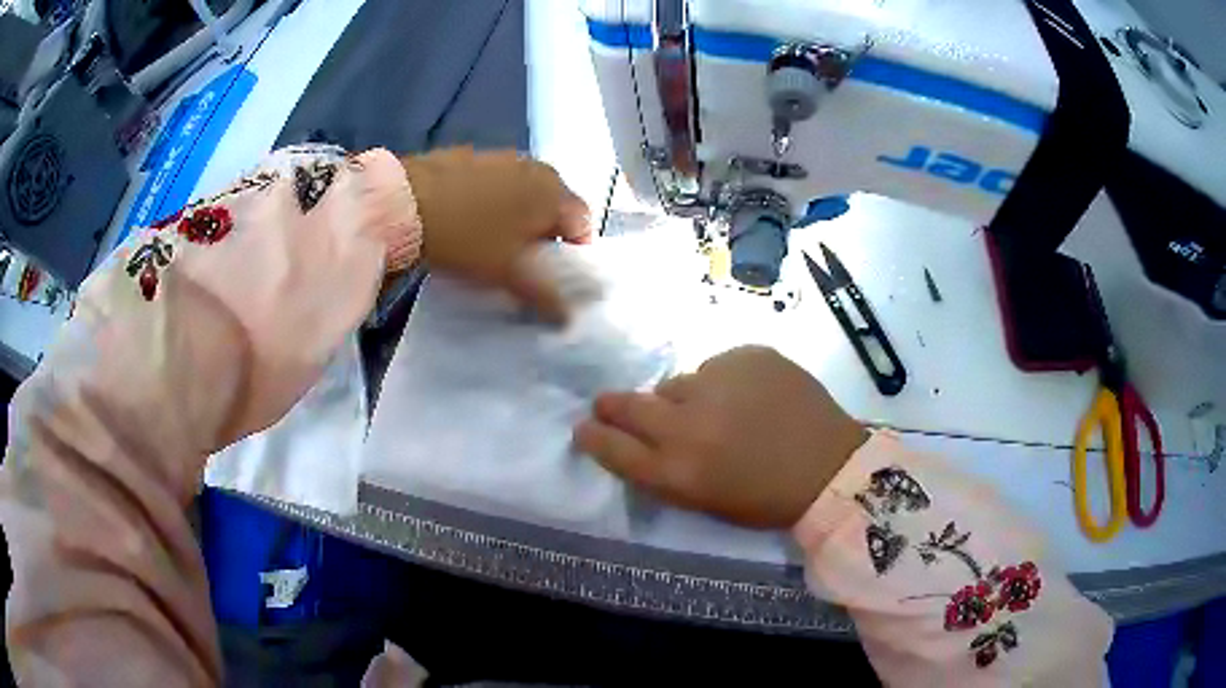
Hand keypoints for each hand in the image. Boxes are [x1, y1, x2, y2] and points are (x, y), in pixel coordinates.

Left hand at [401, 148, 590, 321]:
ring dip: (515, 218)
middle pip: (552, 207)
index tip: (551, 277)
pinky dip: (489, 202)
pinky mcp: (470, 156)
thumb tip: (566, 318)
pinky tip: (464, 221)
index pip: (582, 225)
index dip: (572, 254)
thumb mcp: (507, 273)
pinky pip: (493, 184)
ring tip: (490, 244)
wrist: (404, 201)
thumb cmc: (468, 237)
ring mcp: (501, 157)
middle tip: (521, 264)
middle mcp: (535, 167)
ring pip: (521, 194)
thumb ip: (543, 295)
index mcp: (554, 191)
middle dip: (542, 236)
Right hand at [574, 346, 867, 528]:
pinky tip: (752, 396)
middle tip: (612, 404)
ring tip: (719, 411)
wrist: (831, 467)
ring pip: (676, 382)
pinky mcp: (748, 356)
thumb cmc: (766, 498)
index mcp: (677, 471)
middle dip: (612, 405)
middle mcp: (688, 424)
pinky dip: (726, 381)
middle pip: (627, 405)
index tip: (585, 428)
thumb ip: (663, 470)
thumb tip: (636, 439)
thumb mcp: (704, 500)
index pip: (612, 447)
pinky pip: (718, 366)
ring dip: (685, 398)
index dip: (592, 436)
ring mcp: (718, 383)